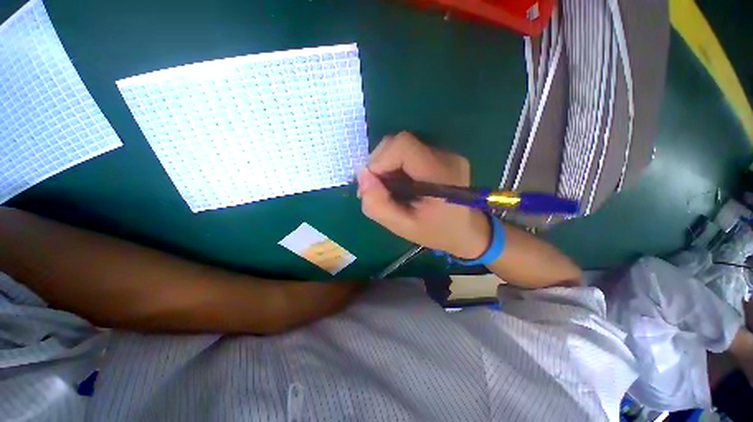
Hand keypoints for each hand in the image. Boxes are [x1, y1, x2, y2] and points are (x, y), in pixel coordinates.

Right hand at [357, 132, 489, 258]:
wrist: (466, 231)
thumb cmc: (436, 232)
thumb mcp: (403, 227)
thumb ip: (378, 205)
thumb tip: (361, 176)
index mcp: (439, 174)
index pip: (402, 145)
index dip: (379, 160)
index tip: (371, 184)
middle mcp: (445, 156)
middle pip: (400, 142)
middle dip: (379, 163)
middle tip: (375, 189)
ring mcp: (445, 153)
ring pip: (402, 145)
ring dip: (386, 165)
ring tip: (387, 188)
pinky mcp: (441, 155)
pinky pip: (409, 152)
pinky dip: (395, 165)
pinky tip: (398, 183)